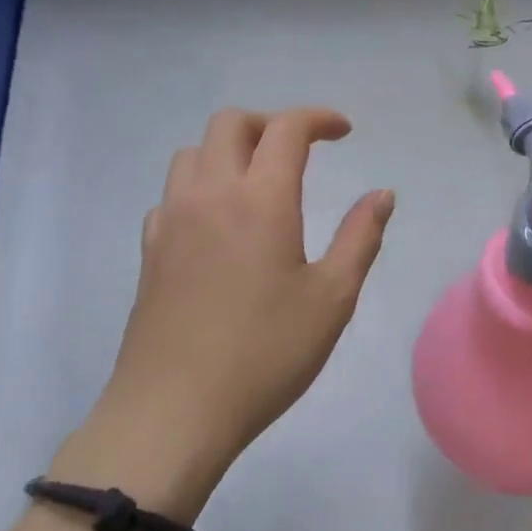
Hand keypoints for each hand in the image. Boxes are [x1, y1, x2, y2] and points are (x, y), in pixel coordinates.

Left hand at [55, 107, 393, 520]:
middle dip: (271, 124)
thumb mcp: (332, 297)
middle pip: (231, 123)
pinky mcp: (150, 250)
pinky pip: (173, 193)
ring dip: (230, 150)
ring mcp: (172, 220)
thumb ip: (360, 236)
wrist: (173, 412)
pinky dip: (200, 186)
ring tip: (259, 182)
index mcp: (260, 198)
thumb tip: (382, 194)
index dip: (319, 118)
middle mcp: (210, 194)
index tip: (344, 132)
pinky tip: (219, 223)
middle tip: (302, 151)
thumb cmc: (265, 353)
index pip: (286, 128)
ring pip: (193, 152)